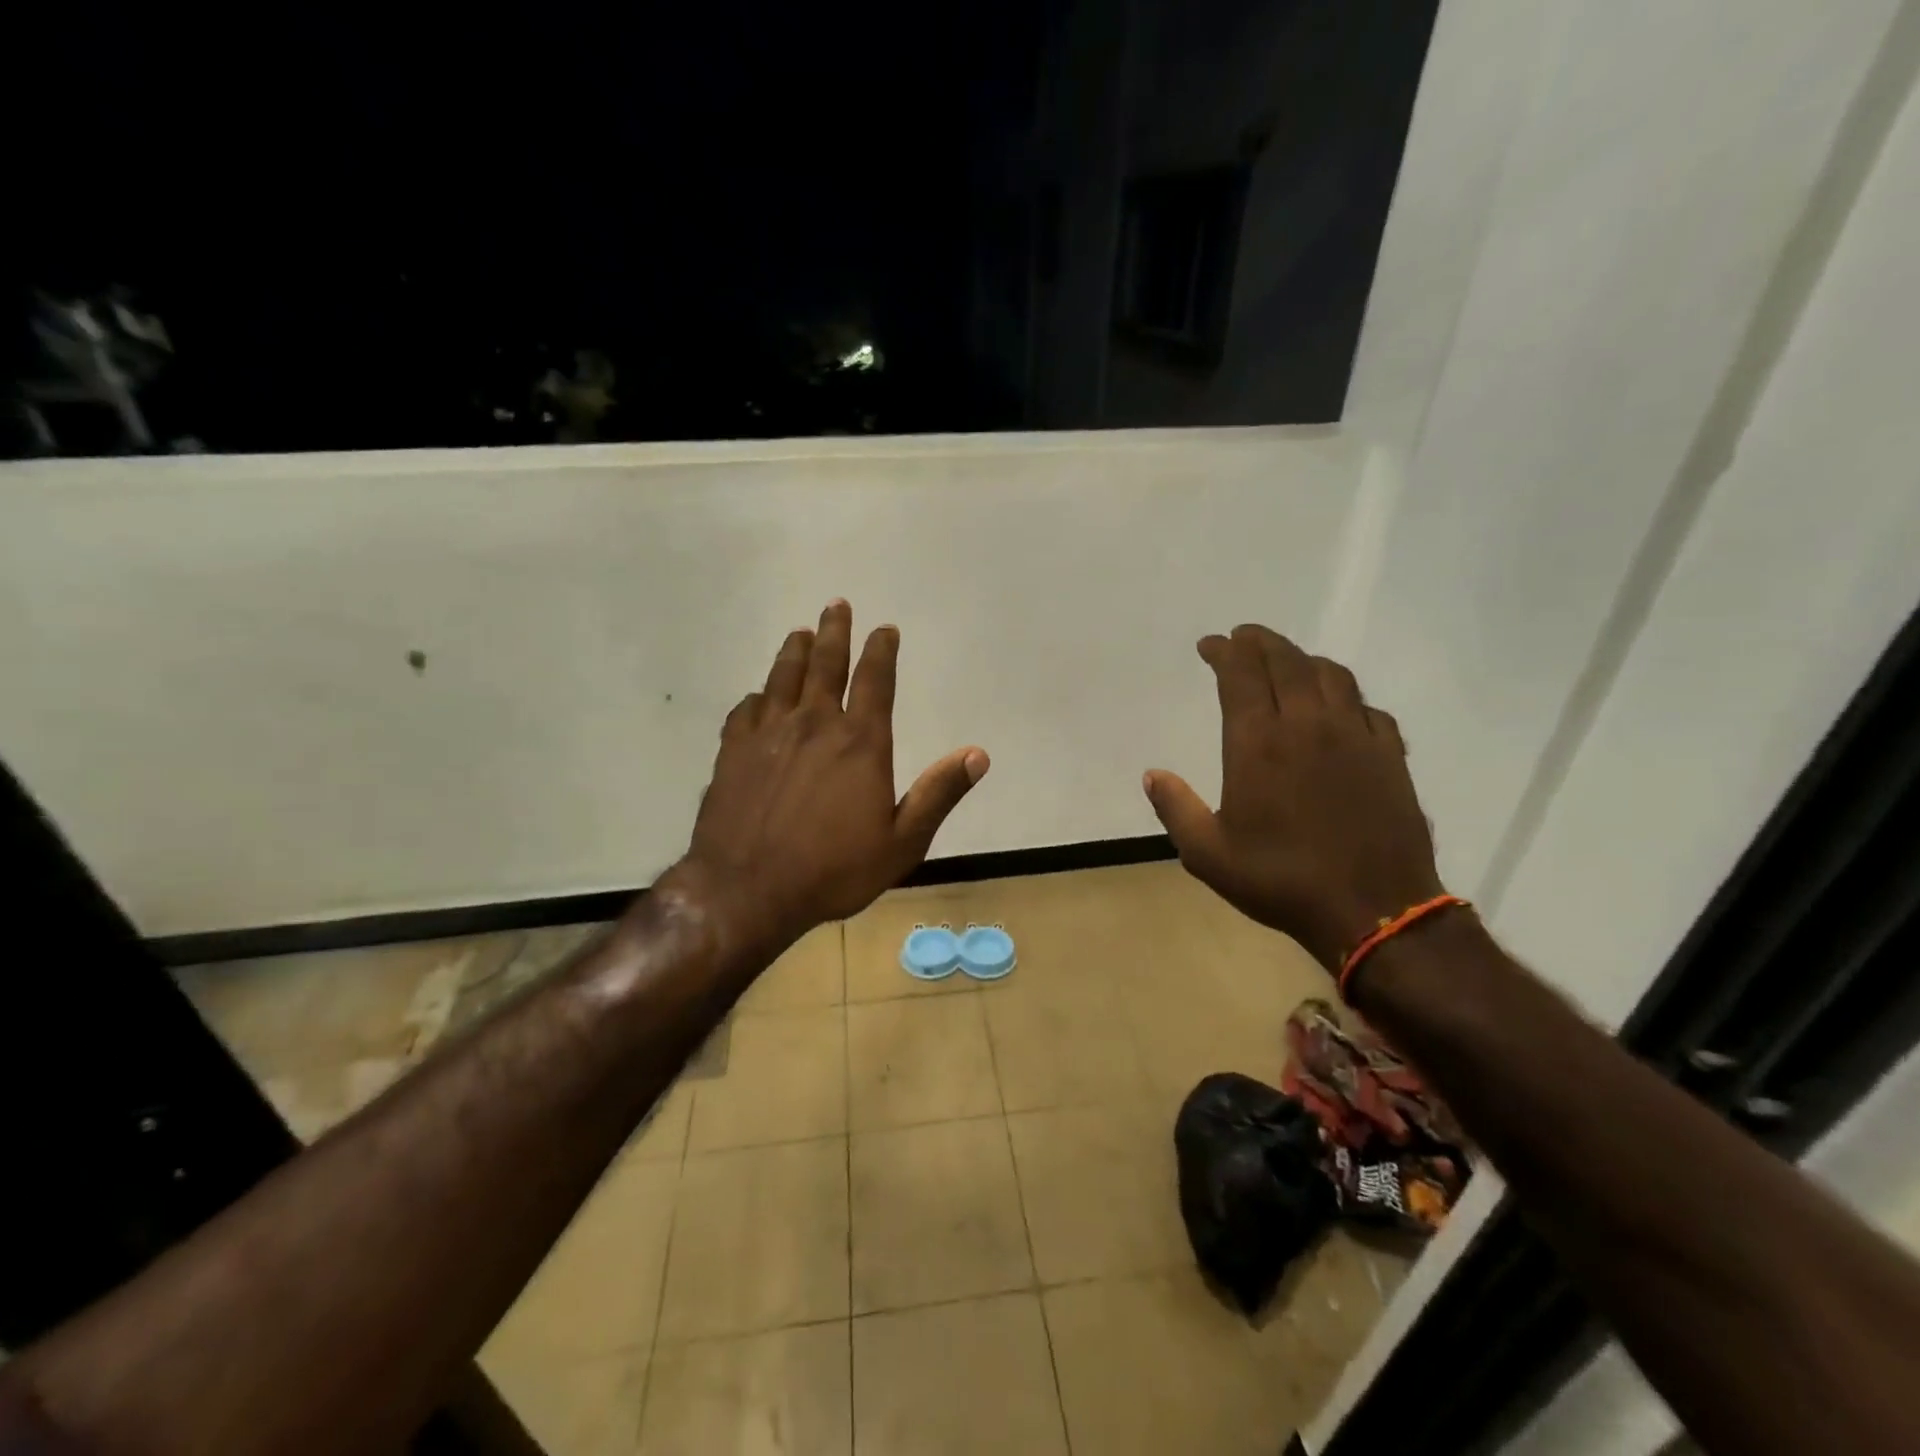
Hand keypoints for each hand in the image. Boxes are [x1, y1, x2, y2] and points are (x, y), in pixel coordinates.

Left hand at [675, 600, 988, 956]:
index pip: (876, 680)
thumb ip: (939, 794)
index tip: (885, 629)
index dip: (882, 650)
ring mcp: (768, 734)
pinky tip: (757, 697)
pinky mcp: (732, 752)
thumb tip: (978, 755)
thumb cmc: (833, 870)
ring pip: (782, 678)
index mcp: (860, 742)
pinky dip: (756, 697)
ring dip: (794, 651)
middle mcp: (814, 724)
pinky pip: (745, 710)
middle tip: (837, 606)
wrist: (748, 891)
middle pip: (825, 664)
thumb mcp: (903, 842)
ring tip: (799, 632)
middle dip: (834, 632)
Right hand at [1143, 624, 1443, 970]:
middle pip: (1286, 661)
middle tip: (1243, 637)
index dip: (1224, 652)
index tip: (1210, 645)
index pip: (1241, 674)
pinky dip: (1345, 694)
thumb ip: (1176, 808)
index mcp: (1259, 743)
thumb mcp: (1208, 854)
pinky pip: (1366, 706)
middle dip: (1260, 642)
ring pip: (1331, 675)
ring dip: (1303, 659)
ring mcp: (1355, 736)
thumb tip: (1153, 774)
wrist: (1373, 909)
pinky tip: (1338, 706)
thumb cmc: (1280, 880)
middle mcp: (1308, 725)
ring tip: (1286, 661)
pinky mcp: (1389, 755)